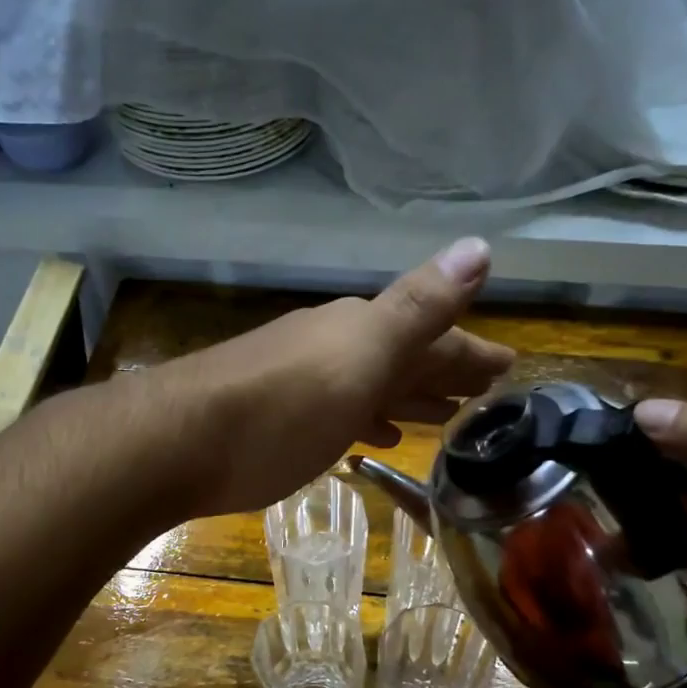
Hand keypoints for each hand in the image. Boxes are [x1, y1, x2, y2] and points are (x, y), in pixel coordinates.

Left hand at [156, 238, 514, 516]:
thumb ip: (417, 307)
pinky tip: (370, 437)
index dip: (472, 352)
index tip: (510, 368)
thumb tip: (480, 244)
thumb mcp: (360, 354)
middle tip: (484, 394)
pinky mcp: (274, 418)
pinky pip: (338, 412)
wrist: (177, 442)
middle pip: (402, 358)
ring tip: (440, 419)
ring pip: (370, 385)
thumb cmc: (281, 408)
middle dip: (444, 373)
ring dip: (407, 396)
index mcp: (360, 331)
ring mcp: (300, 382)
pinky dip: (363, 419)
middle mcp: (331, 348)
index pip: (434, 336)